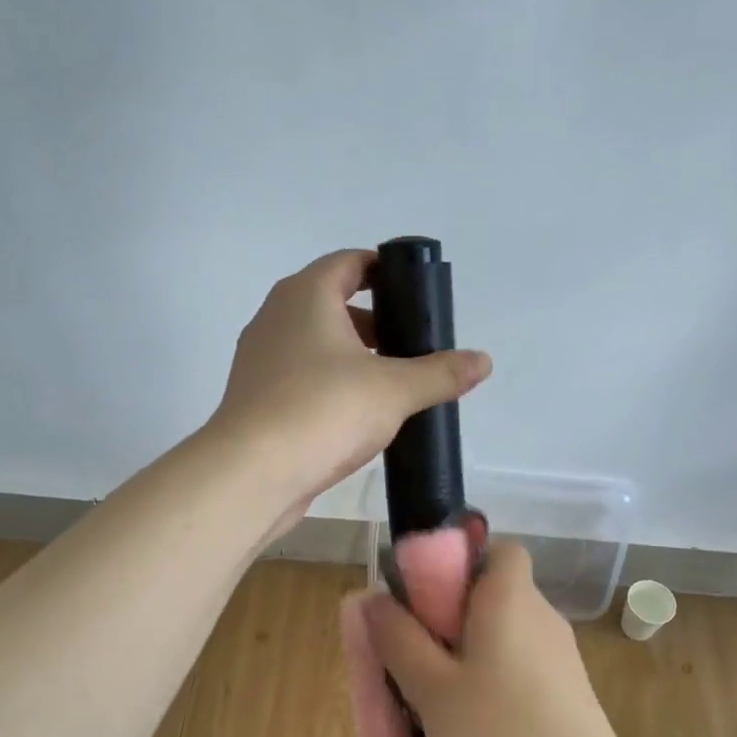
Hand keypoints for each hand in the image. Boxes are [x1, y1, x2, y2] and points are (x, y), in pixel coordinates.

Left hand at [208, 249, 491, 534]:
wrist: (252, 473)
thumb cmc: (324, 410)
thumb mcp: (395, 390)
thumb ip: (441, 373)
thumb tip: (484, 361)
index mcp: (306, 295)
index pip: (349, 263)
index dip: (384, 272)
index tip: (416, 295)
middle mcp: (276, 316)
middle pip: (333, 302)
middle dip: (375, 321)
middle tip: (413, 344)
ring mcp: (260, 357)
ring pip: (316, 342)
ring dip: (353, 355)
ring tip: (392, 382)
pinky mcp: (256, 396)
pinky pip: (301, 374)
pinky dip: (330, 382)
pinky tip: (358, 413)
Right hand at [362, 541, 635, 736]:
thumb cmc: (499, 733)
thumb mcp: (430, 688)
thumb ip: (398, 639)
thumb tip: (374, 598)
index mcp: (511, 597)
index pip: (498, 549)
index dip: (463, 562)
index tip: (430, 597)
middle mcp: (541, 614)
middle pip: (495, 592)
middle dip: (454, 615)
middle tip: (419, 654)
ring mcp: (561, 654)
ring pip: (506, 634)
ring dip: (471, 653)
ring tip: (438, 698)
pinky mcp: (570, 690)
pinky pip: (522, 666)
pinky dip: (496, 680)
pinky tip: (475, 725)